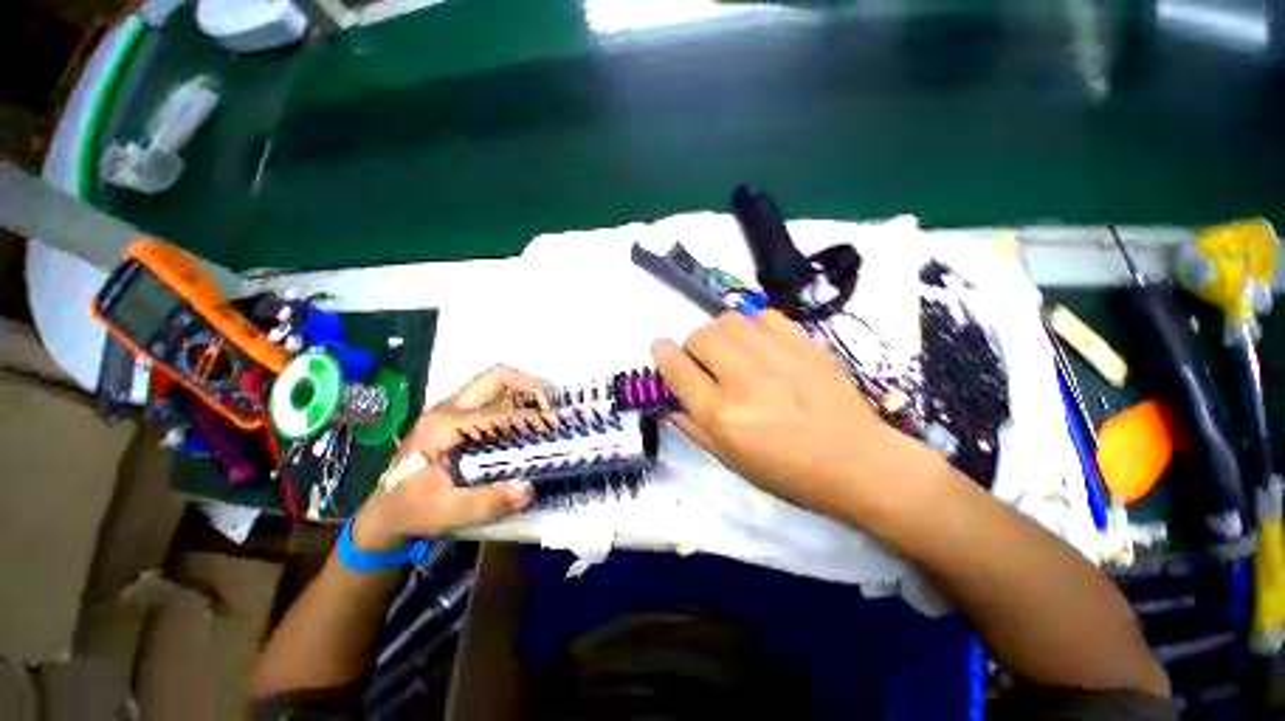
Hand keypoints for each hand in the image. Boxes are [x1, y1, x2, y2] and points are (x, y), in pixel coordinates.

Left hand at [352, 366, 552, 548]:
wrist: (384, 512)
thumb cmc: (412, 510)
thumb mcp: (446, 512)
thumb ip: (486, 502)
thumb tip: (529, 487)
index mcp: (444, 426)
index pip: (497, 413)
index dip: (529, 418)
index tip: (554, 426)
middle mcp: (447, 409)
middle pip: (495, 378)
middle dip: (529, 386)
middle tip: (550, 406)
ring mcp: (450, 409)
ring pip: (494, 384)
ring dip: (522, 391)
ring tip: (543, 411)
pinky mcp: (455, 417)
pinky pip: (491, 396)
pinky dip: (514, 401)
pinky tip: (524, 421)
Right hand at [652, 310, 928, 520]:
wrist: (857, 462)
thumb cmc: (788, 471)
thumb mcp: (731, 460)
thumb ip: (693, 428)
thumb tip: (669, 401)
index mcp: (723, 415)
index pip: (678, 370)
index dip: (663, 355)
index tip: (659, 347)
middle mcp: (744, 379)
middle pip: (700, 338)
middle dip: (693, 347)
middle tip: (705, 363)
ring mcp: (776, 356)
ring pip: (728, 321)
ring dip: (719, 334)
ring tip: (730, 351)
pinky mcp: (803, 343)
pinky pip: (762, 316)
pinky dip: (751, 326)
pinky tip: (759, 344)